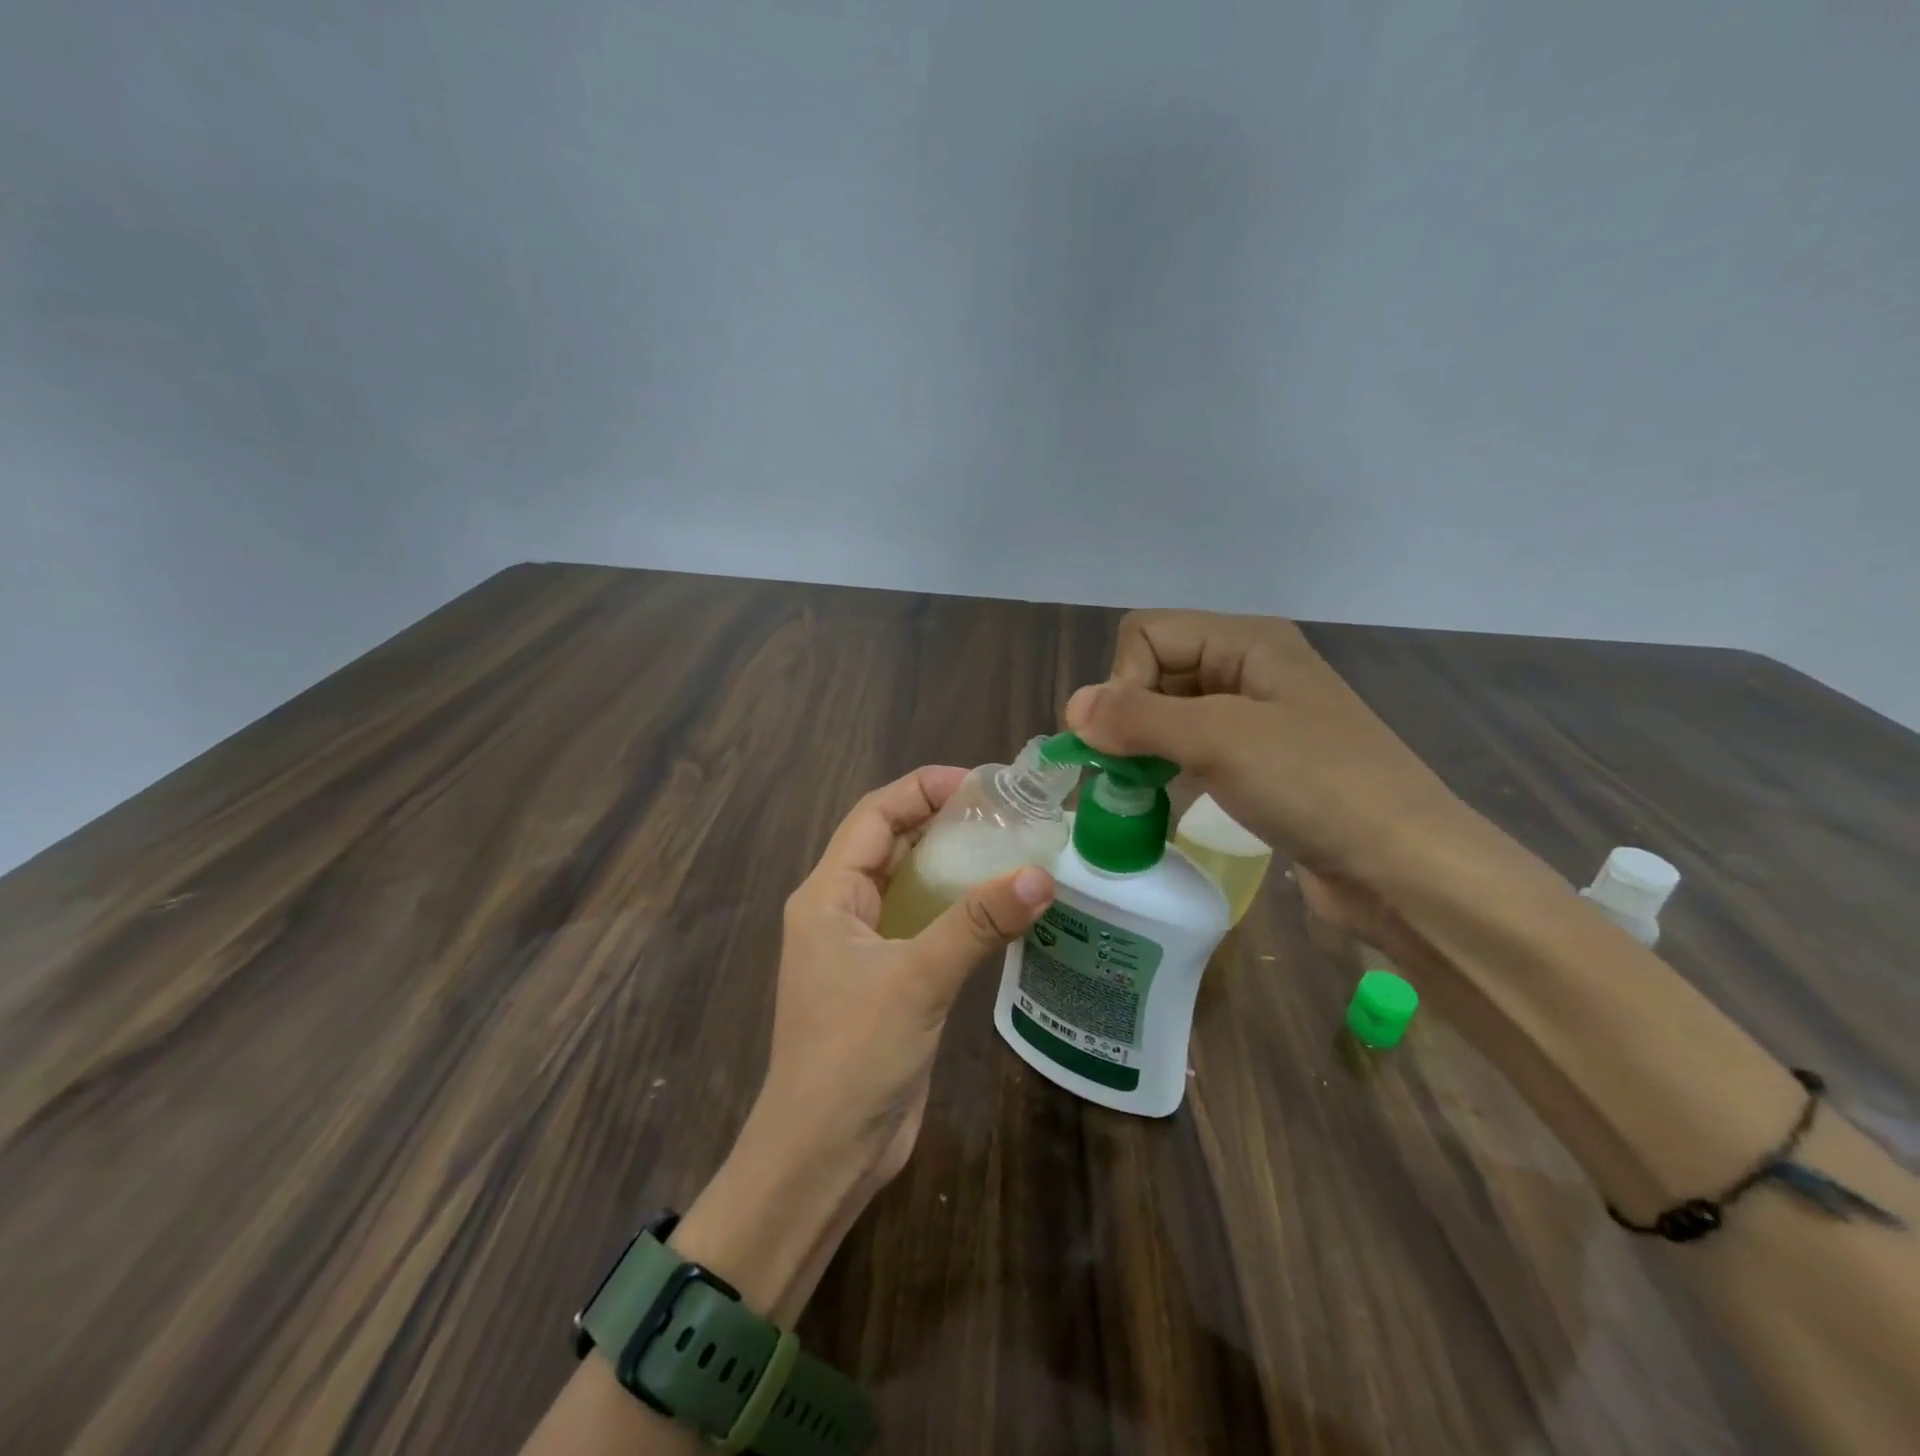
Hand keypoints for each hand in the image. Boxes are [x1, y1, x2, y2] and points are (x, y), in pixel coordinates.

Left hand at [758, 765, 1055, 1186]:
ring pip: (911, 886)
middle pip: (893, 845)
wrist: (824, 1157)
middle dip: (943, 822)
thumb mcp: (916, 980)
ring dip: (955, 866)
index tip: (980, 784)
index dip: (921, 790)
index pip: (874, 816)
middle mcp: (842, 911)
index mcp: (828, 895)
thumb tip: (1041, 875)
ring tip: (1014, 849)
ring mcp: (865, 948)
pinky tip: (1002, 908)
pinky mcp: (889, 981)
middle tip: (1008, 814)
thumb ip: (976, 924)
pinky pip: (925, 926)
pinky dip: (959, 911)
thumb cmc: (853, 1056)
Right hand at [1065, 610, 1472, 879]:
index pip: (1147, 633)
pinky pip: (1192, 749)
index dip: (1123, 680)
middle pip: (1156, 670)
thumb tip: (1071, 708)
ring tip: (1133, 788)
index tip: (1123, 737)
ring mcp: (1256, 718)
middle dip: (1128, 715)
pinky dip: (1166, 767)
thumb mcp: (1219, 740)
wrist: (1405, 867)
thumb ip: (1138, 718)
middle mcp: (1249, 668)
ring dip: (1142, 745)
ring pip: (1170, 713)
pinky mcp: (1259, 764)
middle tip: (1122, 769)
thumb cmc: (1315, 785)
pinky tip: (1160, 797)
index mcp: (1246, 641)